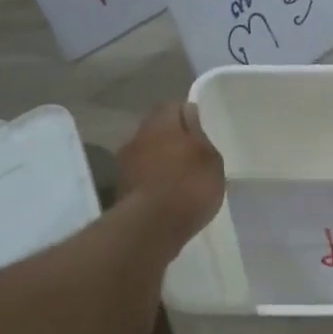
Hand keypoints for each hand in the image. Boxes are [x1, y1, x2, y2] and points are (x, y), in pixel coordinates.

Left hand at [118, 101, 224, 241]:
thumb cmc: (188, 185)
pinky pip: (143, 178)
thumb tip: (192, 118)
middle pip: (157, 130)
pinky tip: (170, 197)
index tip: (203, 129)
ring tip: (183, 178)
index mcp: (160, 123)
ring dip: (162, 162)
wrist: (151, 227)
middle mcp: (137, 137)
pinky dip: (154, 183)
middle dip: (173, 139)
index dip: (188, 115)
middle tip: (194, 154)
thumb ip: (201, 137)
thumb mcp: (211, 158)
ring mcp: (125, 165)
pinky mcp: (121, 190)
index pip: (173, 106)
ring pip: (148, 154)